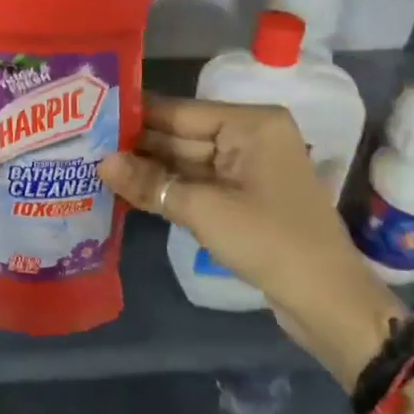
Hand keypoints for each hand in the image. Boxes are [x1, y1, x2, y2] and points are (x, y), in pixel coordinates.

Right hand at [97, 97, 404, 388]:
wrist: (328, 302)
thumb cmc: (269, 241)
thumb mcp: (203, 209)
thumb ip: (149, 182)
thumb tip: (101, 162)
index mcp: (251, 124)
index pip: (180, 112)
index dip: (136, 117)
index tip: (90, 117)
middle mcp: (250, 137)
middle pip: (182, 136)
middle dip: (138, 146)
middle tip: (85, 145)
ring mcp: (247, 168)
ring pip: (186, 161)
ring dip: (149, 169)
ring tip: (96, 167)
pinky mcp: (244, 197)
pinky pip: (198, 183)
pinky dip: (169, 188)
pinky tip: (129, 190)